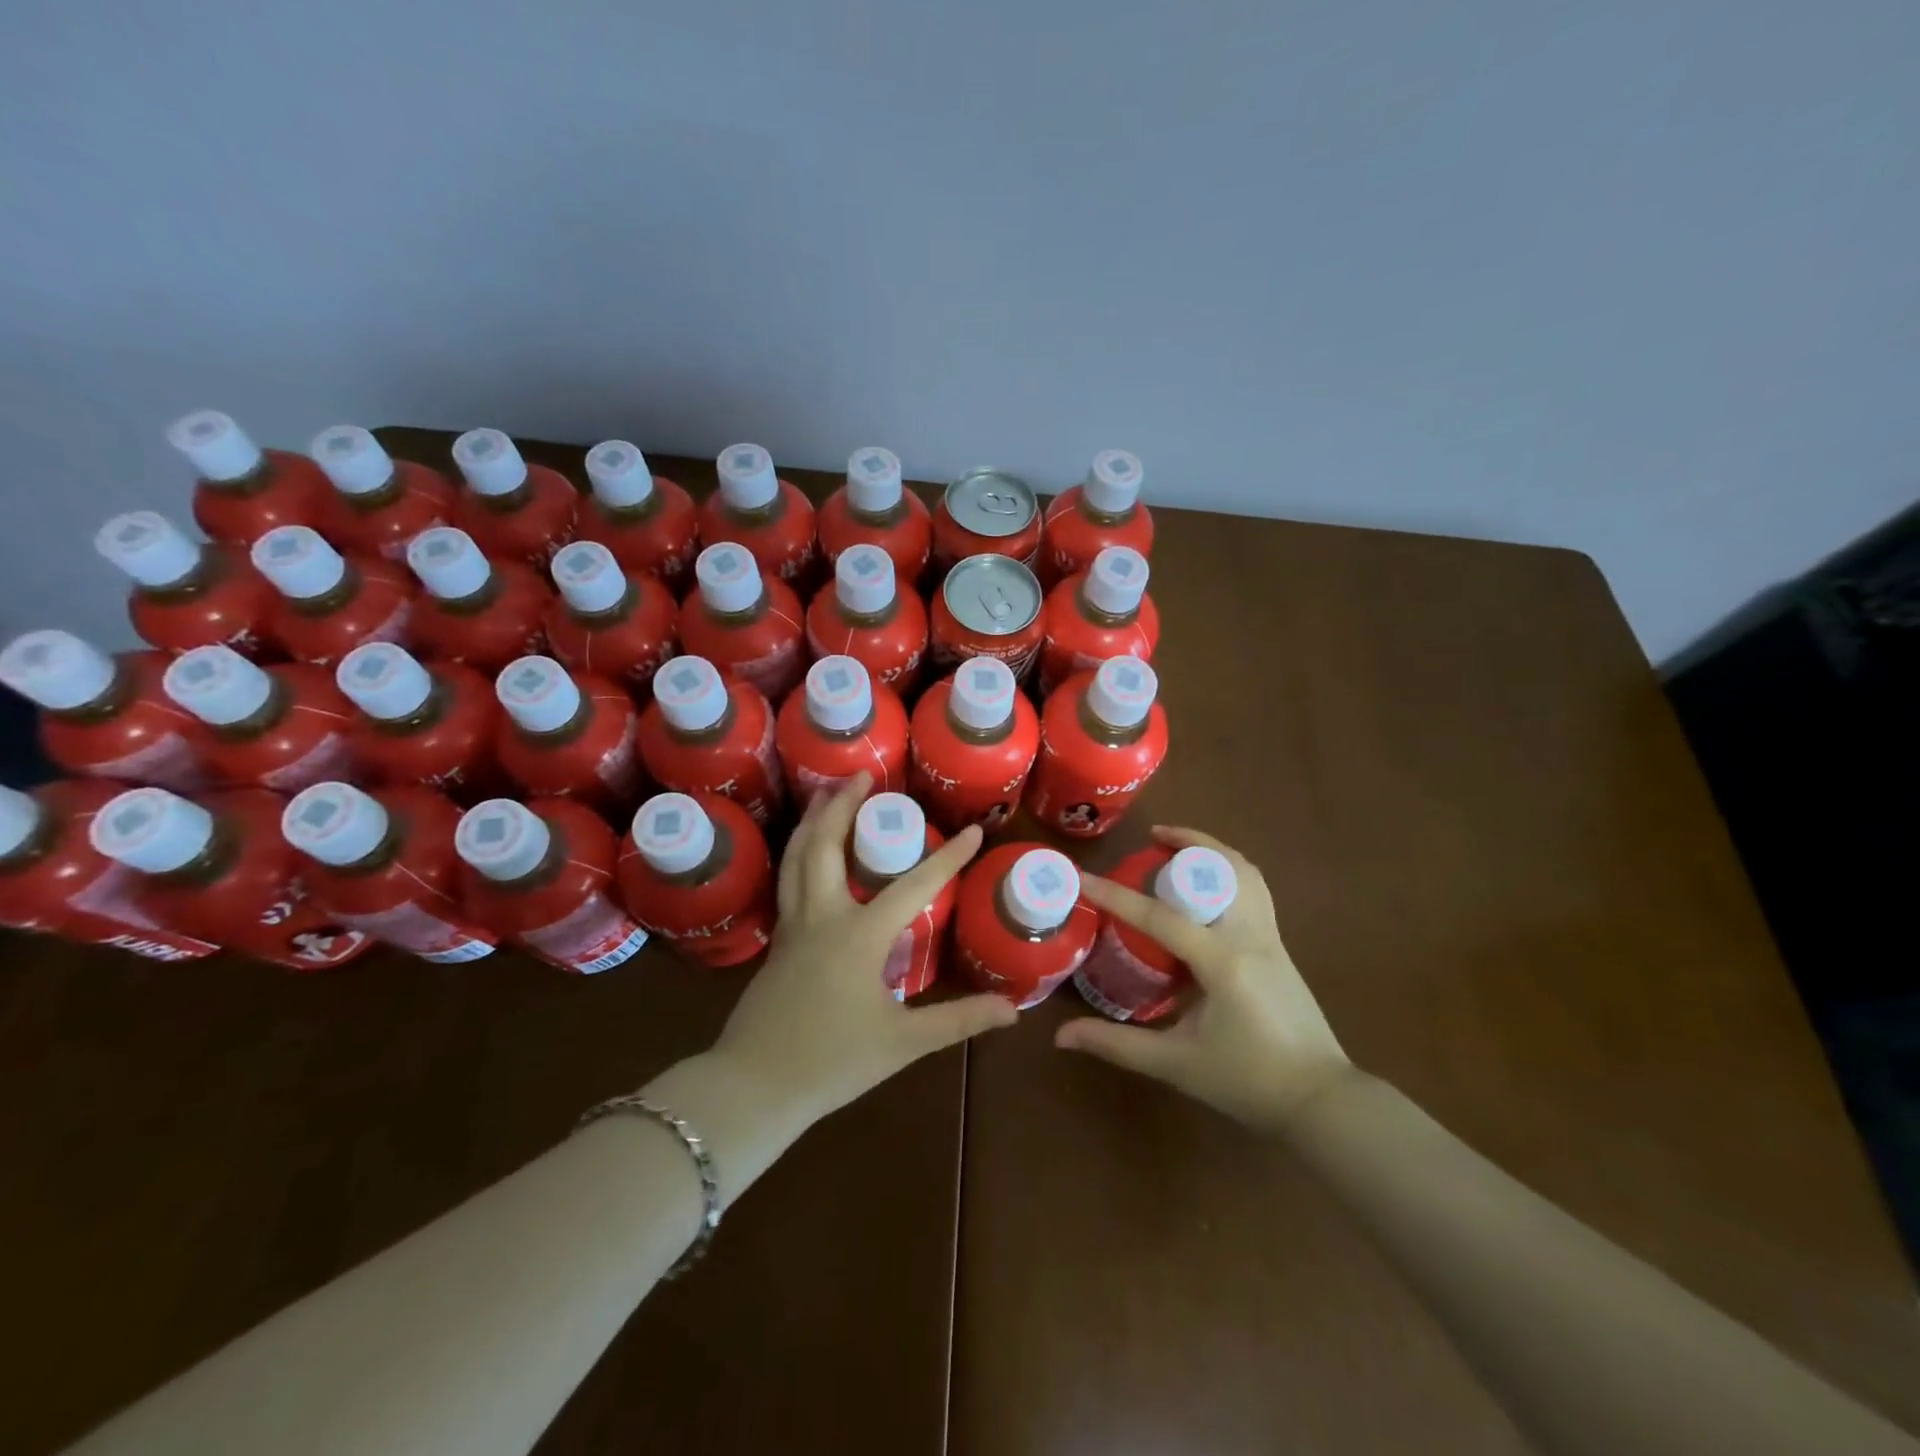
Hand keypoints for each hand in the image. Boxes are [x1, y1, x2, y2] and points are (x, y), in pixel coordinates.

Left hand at [711, 773, 1016, 1124]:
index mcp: (859, 934)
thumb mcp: (903, 1043)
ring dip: (813, 821)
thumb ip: (958, 1020)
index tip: (973, 831)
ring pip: (797, 858)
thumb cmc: (832, 1062)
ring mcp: (793, 926)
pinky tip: (807, 855)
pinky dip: (800, 853)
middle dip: (843, 806)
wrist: (755, 1087)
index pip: (914, 885)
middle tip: (860, 776)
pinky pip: (788, 880)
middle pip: (827, 846)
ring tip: (824, 795)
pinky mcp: (777, 941)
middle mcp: (823, 916)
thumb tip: (1014, 1009)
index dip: (948, 858)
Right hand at [1054, 826, 1351, 1129]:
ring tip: (1179, 847)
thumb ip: (1117, 1044)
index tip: (1082, 877)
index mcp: (1222, 962)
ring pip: (1246, 872)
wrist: (1321, 1102)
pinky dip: (1230, 871)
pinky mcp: (1280, 946)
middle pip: (1219, 869)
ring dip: (1213, 850)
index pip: (1159, 916)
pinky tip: (1208, 886)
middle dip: (1184, 844)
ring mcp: (1271, 938)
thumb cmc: (1247, 1082)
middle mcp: (1249, 937)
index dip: (1115, 895)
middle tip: (1148, 843)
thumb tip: (1061, 1036)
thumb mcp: (1176, 1065)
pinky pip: (1255, 890)